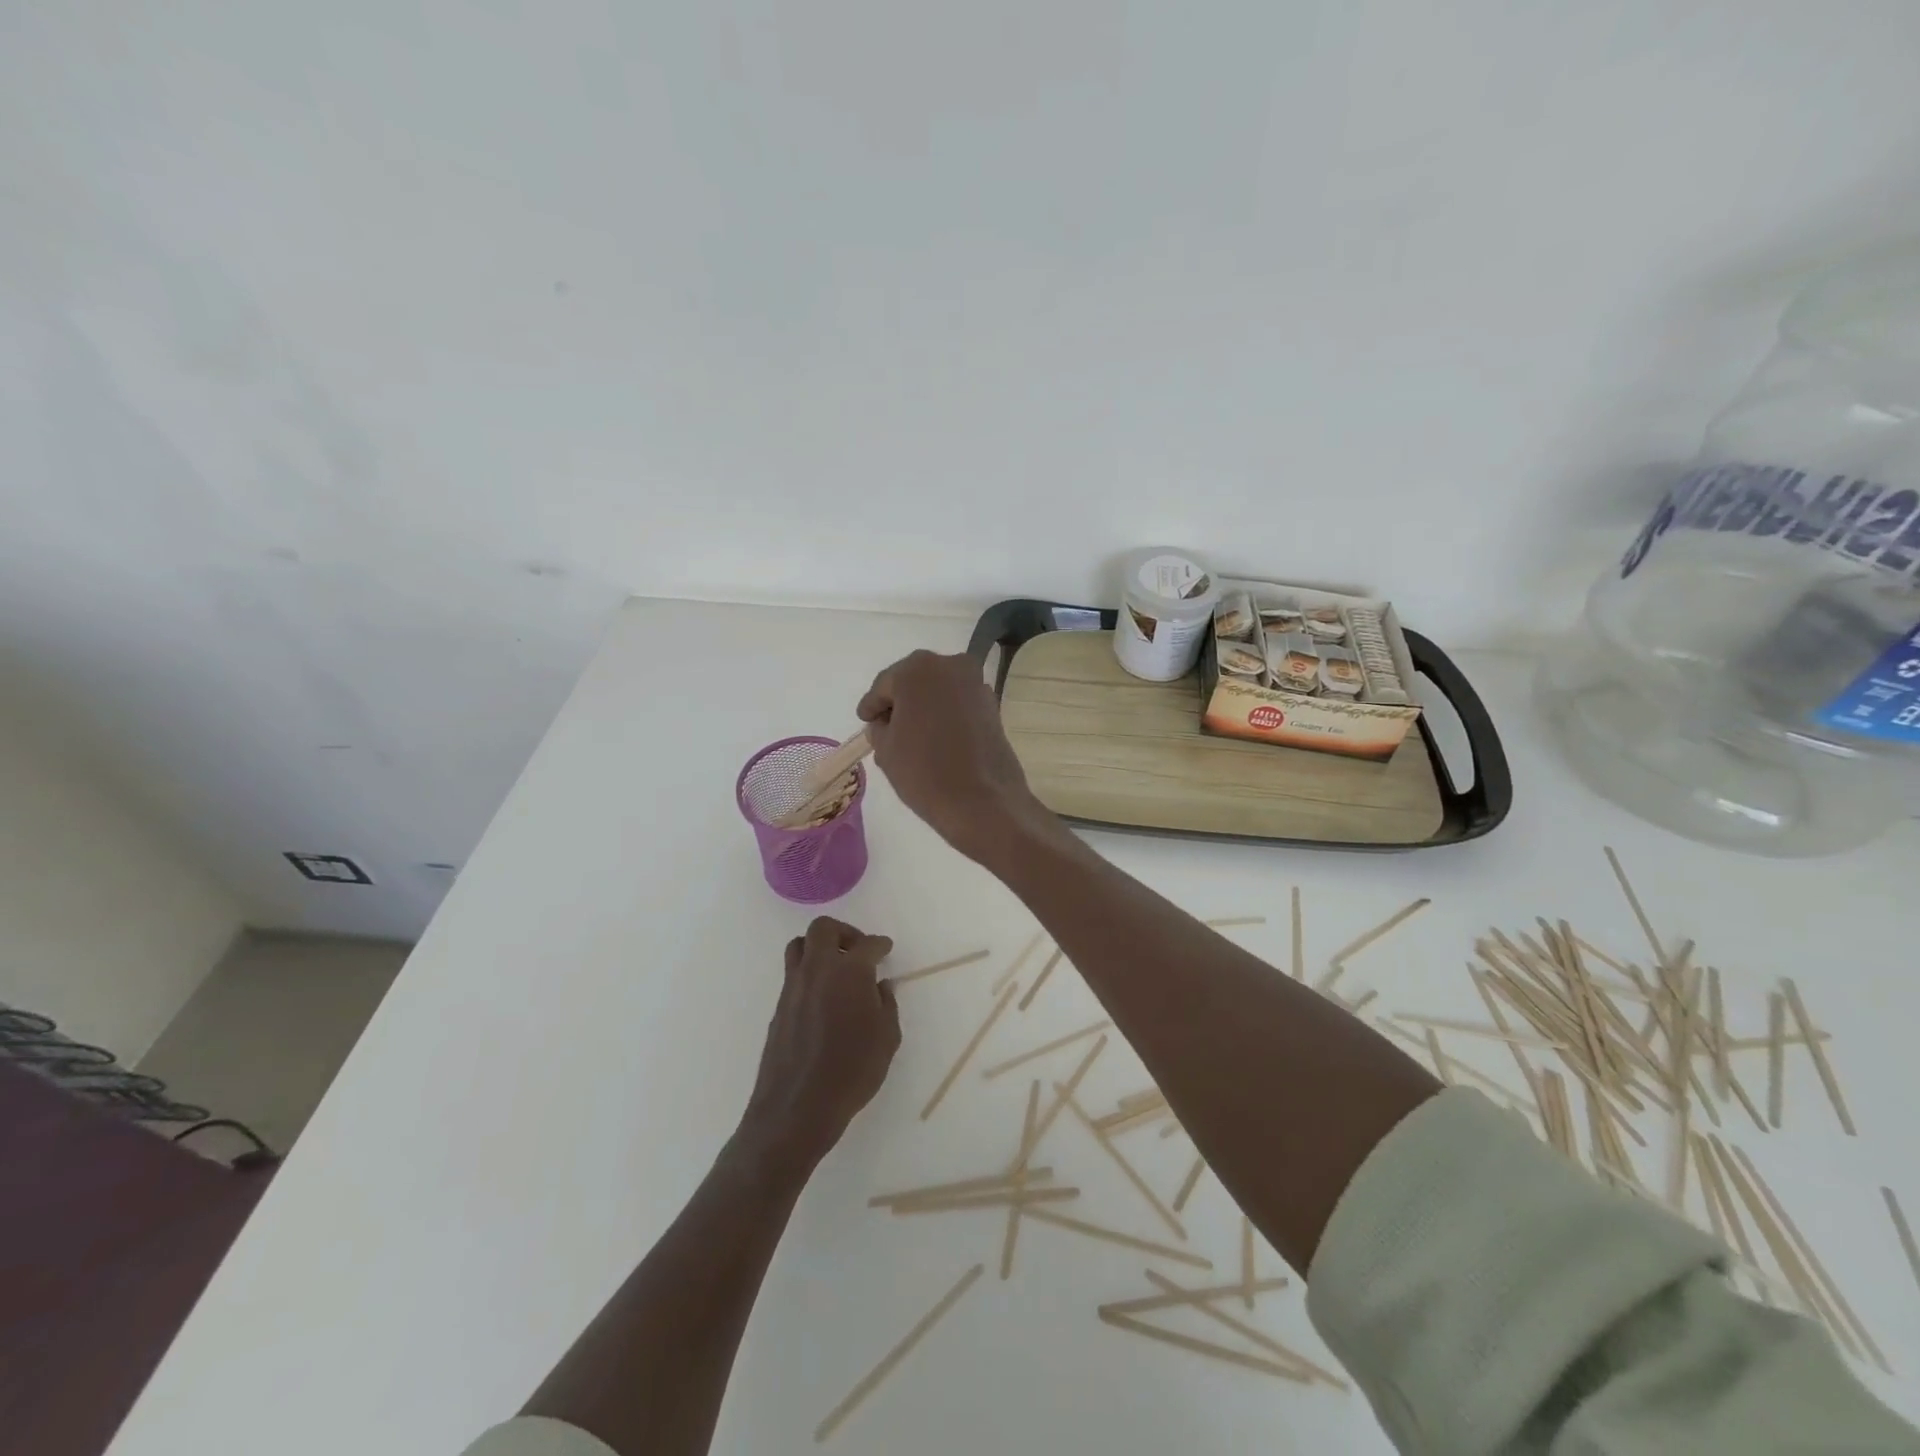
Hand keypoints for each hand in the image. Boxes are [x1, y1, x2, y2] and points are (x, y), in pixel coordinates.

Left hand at [739, 917, 901, 1172]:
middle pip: (823, 929)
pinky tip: (823, 999)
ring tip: (836, 969)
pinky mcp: (779, 1007)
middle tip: (858, 950)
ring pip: (800, 947)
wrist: (797, 1107)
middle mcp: (817, 969)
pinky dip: (809, 974)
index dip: (879, 944)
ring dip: (819, 948)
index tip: (885, 948)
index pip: (867, 944)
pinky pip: (793, 975)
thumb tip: (880, 987)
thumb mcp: (886, 1040)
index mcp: (849, 972)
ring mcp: (793, 987)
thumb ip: (886, 1006)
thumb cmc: (851, 1072)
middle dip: (844, 933)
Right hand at [857, 650, 1046, 865]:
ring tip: (912, 736)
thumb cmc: (925, 772)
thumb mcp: (886, 750)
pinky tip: (937, 739)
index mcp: (916, 670)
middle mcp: (949, 667)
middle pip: (914, 682)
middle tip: (886, 726)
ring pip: (939, 692)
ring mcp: (976, 685)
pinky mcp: (993, 706)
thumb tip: (885, 724)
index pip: (884, 685)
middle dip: (900, 702)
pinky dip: (946, 716)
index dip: (872, 705)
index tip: (865, 719)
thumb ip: (879, 728)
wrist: (982, 802)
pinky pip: (959, 705)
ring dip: (925, 708)